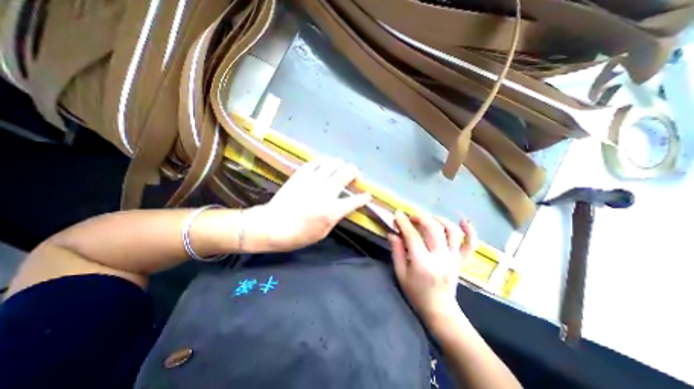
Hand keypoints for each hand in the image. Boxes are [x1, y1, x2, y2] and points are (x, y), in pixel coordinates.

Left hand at [248, 157, 370, 252]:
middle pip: (348, 173)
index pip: (355, 200)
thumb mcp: (323, 233)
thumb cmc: (298, 235)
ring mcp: (312, 180)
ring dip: (342, 165)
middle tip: (356, 178)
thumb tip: (343, 205)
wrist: (271, 226)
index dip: (364, 197)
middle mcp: (325, 191)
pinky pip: (316, 162)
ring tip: (342, 170)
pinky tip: (325, 167)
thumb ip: (336, 216)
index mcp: (332, 210)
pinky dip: (324, 163)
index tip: (367, 195)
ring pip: (334, 163)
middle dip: (356, 173)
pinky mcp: (301, 175)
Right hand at [389, 211, 480, 322]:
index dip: (404, 223)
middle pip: (434, 230)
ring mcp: (454, 259)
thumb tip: (392, 233)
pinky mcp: (461, 261)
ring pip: (451, 232)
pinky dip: (470, 231)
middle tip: (411, 216)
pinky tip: (463, 220)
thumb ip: (397, 252)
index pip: (413, 237)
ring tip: (428, 218)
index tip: (398, 214)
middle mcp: (440, 258)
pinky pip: (470, 244)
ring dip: (439, 220)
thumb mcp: (400, 274)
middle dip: (421, 217)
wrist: (439, 310)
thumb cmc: (416, 293)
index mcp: (422, 264)